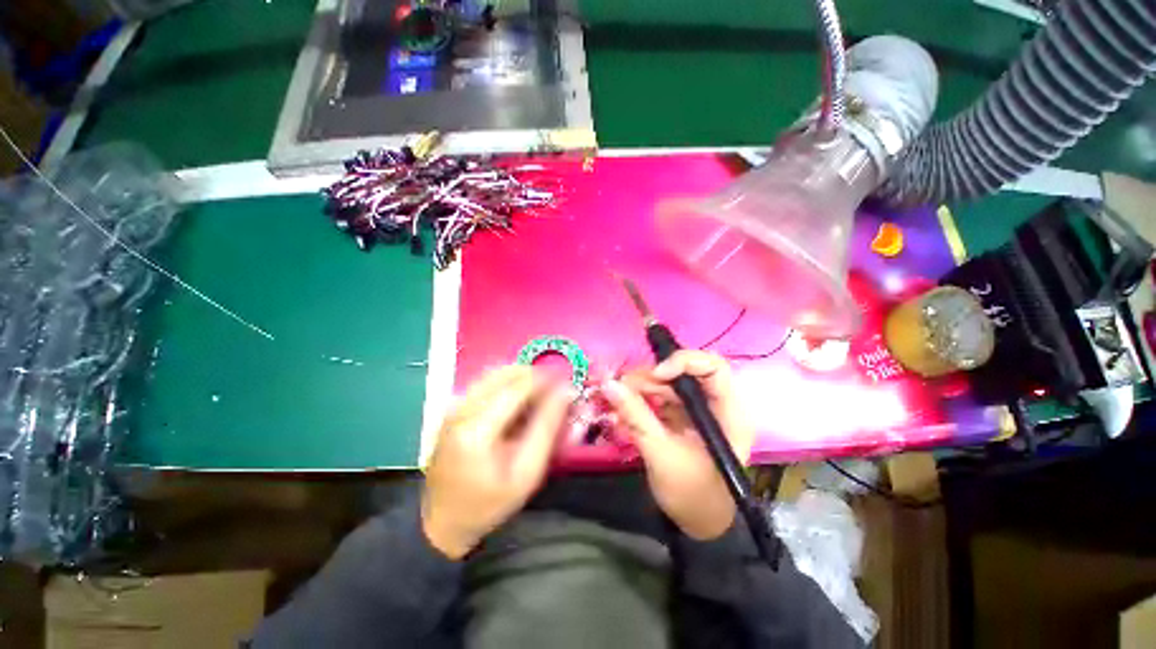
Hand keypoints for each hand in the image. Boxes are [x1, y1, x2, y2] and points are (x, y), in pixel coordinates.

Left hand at [422, 366, 572, 558]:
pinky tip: (518, 404)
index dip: (546, 379)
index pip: (517, 387)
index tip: (567, 382)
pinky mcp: (452, 409)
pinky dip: (507, 385)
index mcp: (476, 428)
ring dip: (521, 379)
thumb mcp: (527, 472)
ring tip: (539, 397)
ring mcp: (453, 407)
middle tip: (554, 391)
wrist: (442, 522)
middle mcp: (461, 409)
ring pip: (495, 374)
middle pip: (505, 373)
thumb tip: (566, 391)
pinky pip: (486, 383)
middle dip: (535, 375)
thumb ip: (547, 428)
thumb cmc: (489, 503)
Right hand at [603, 351, 752, 539]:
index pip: (713, 368)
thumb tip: (609, 384)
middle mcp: (717, 404)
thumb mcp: (661, 453)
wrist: (698, 525)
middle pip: (684, 373)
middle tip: (622, 388)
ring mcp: (699, 410)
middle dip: (651, 378)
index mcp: (728, 413)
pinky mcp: (684, 417)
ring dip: (642, 388)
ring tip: (617, 400)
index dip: (683, 362)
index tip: (655, 375)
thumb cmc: (691, 495)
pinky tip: (624, 411)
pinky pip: (661, 398)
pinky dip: (642, 400)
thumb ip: (635, 415)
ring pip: (669, 384)